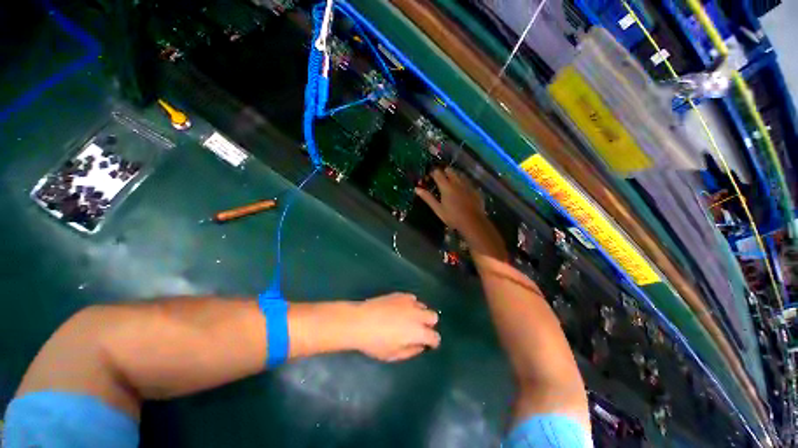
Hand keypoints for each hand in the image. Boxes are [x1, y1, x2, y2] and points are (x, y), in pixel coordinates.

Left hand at [352, 293, 439, 361]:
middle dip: (429, 324)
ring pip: (423, 305)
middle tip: (419, 331)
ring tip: (408, 319)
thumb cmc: (376, 343)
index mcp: (418, 332)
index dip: (433, 342)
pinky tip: (401, 309)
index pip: (434, 336)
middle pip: (433, 316)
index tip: (428, 345)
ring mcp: (409, 302)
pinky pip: (412, 298)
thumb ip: (411, 351)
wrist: (360, 321)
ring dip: (420, 313)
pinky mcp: (400, 294)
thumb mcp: (394, 355)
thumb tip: (420, 346)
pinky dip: (410, 304)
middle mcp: (417, 314)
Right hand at [415, 168, 507, 260]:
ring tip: (451, 184)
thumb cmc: (452, 217)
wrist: (473, 222)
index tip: (430, 177)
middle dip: (444, 172)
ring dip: (454, 176)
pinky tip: (462, 190)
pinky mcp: (475, 189)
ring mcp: (467, 184)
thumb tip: (416, 189)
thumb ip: (428, 198)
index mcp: (446, 186)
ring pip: (459, 174)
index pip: (437, 173)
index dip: (433, 173)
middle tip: (441, 180)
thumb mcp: (438, 209)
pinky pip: (467, 181)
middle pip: (449, 170)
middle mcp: (457, 182)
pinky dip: (463, 182)